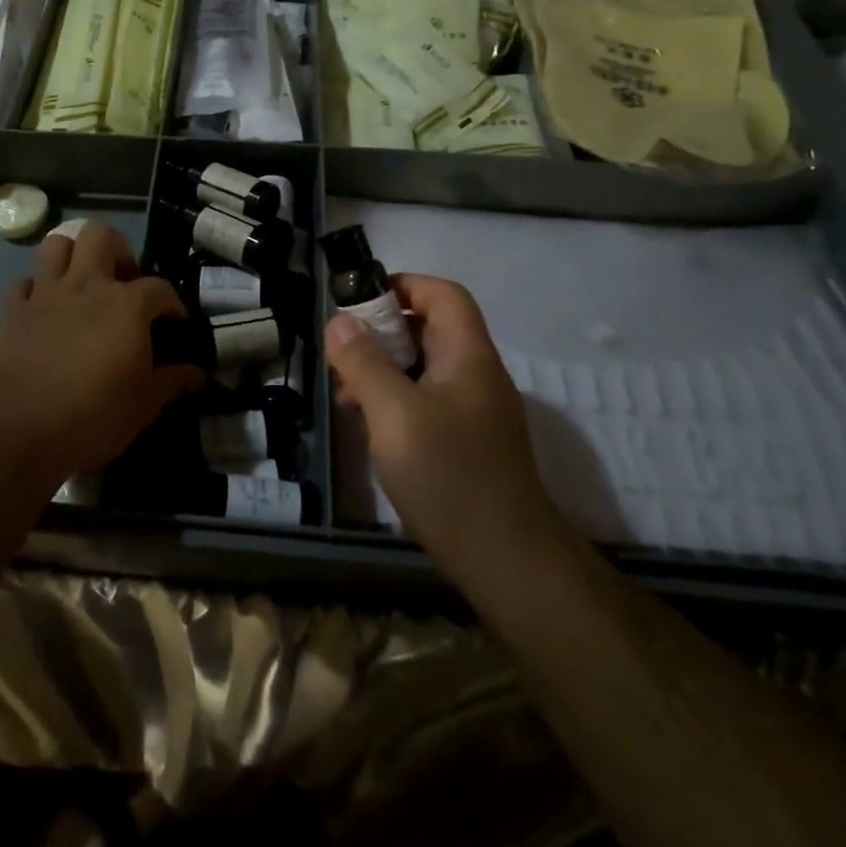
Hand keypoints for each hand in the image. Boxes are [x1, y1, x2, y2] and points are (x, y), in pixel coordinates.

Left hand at [0, 222, 202, 486]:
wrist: (19, 429)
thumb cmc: (94, 416)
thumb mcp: (144, 405)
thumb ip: (172, 381)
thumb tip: (197, 372)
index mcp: (126, 304)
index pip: (160, 288)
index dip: (173, 304)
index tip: (175, 325)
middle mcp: (86, 285)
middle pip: (101, 235)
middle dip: (117, 250)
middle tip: (123, 282)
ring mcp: (45, 294)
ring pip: (56, 244)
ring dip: (72, 256)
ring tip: (83, 284)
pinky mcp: (12, 312)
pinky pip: (23, 284)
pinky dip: (35, 290)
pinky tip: (44, 309)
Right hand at [325, 274, 573, 584]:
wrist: (506, 561)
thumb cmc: (448, 475)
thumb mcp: (394, 413)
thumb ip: (364, 362)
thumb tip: (339, 320)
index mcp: (468, 356)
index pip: (444, 295)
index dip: (404, 285)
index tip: (359, 299)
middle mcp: (477, 375)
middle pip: (431, 329)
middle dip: (383, 331)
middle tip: (343, 350)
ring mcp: (476, 411)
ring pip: (425, 367)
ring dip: (384, 368)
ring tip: (346, 393)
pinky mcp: (468, 441)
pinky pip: (427, 400)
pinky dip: (396, 399)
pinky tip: (371, 425)